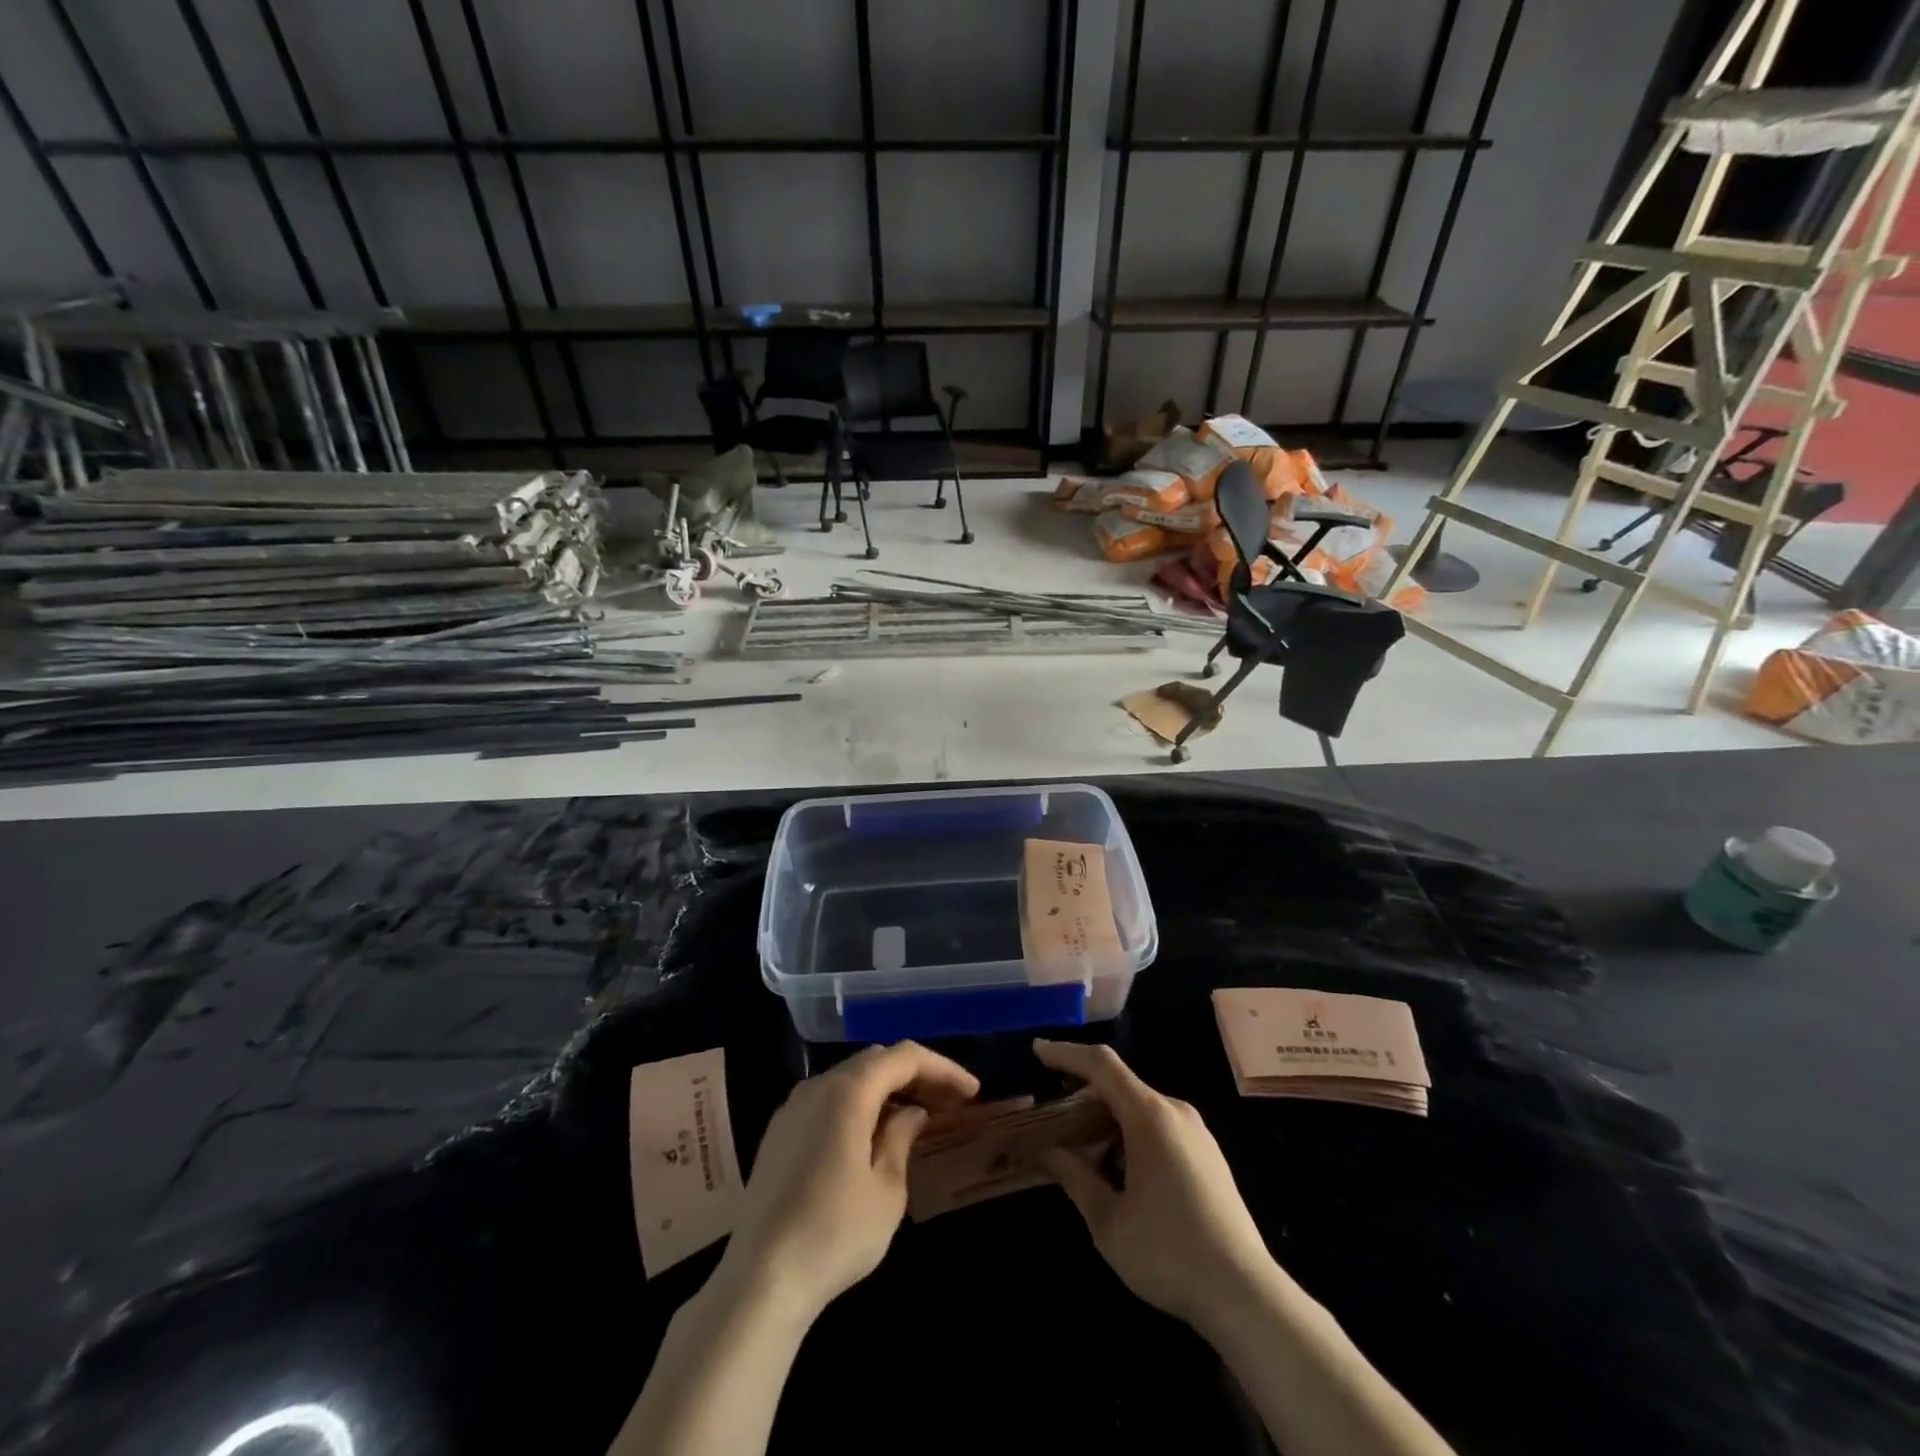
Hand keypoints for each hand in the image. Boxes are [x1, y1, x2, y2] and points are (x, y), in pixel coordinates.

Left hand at [721, 1041, 979, 1322]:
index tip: (971, 1092)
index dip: (942, 1068)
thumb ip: (901, 1138)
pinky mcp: (778, 1133)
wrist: (760, 1280)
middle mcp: (817, 1086)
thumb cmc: (835, 1234)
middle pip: (875, 1061)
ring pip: (849, 1079)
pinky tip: (872, 1135)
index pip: (903, 1057)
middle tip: (948, 1103)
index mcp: (848, 1091)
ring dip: (885, 1089)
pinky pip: (827, 1100)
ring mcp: (792, 1107)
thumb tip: (911, 1113)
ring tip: (916, 1116)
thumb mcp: (886, 1190)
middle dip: (915, 1075)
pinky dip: (858, 1105)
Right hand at [1036, 1039, 1275, 1329]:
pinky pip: (1160, 1126)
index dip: (1066, 1053)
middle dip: (1083, 1095)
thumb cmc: (1168, 1252)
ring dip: (1107, 1119)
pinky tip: (1120, 1169)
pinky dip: (1130, 1133)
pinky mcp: (1209, 1155)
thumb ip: (1074, 1177)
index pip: (1101, 1065)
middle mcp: (1175, 1111)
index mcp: (1149, 1115)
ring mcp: (1197, 1132)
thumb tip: (1048, 1151)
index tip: (1037, 1051)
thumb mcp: (1108, 1220)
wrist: (1246, 1295)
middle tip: (1052, 1117)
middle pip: (1120, 1085)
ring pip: (1140, 1107)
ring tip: (1081, 1148)